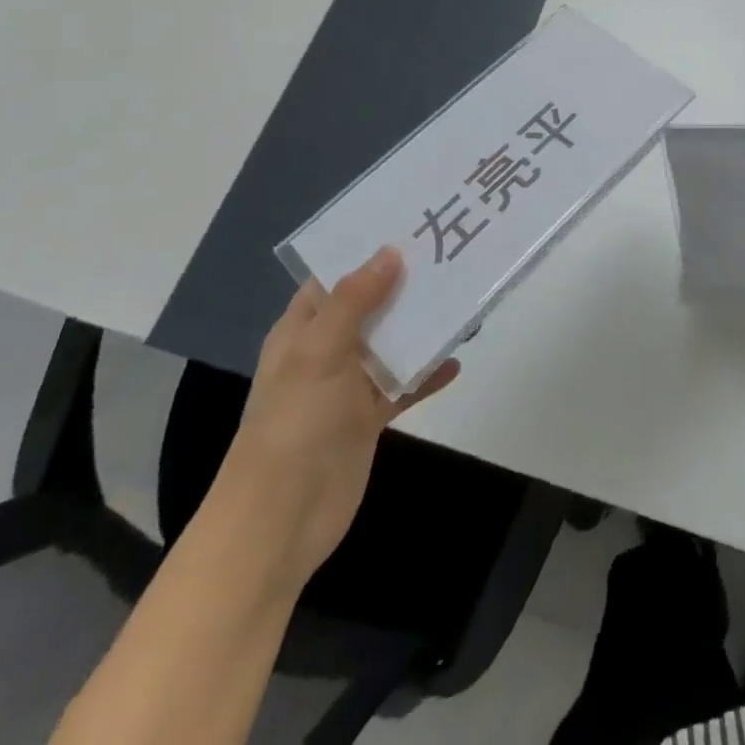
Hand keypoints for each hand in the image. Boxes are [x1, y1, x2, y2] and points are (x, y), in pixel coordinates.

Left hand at [213, 248, 458, 583]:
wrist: (282, 519)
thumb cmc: (294, 423)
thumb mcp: (319, 352)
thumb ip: (355, 300)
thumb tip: (391, 252)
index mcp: (302, 329)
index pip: (335, 277)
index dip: (366, 251)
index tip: (409, 225)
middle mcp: (326, 350)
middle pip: (370, 306)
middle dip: (404, 284)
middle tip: (449, 252)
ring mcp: (348, 385)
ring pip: (391, 343)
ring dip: (421, 326)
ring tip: (463, 298)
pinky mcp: (369, 417)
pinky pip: (404, 385)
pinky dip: (428, 373)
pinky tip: (457, 361)